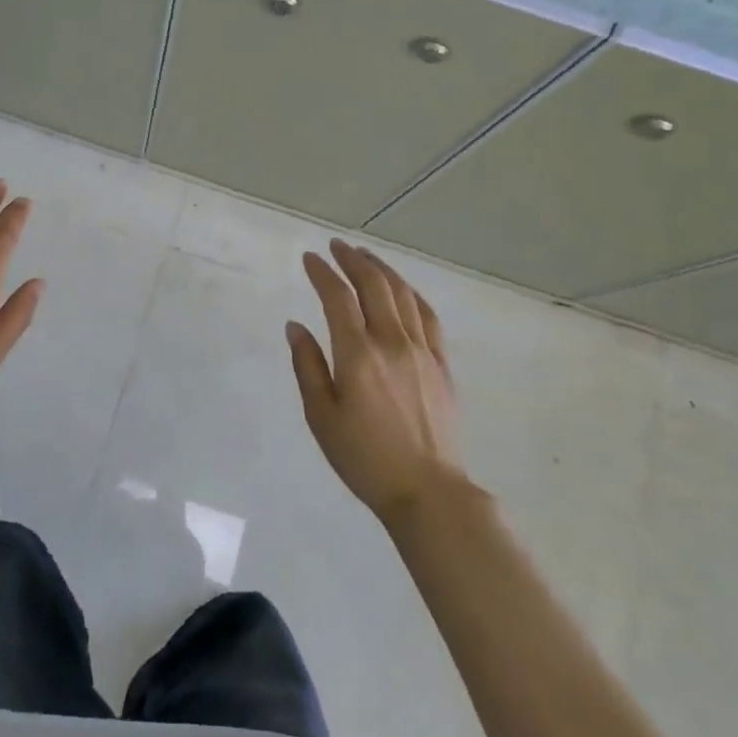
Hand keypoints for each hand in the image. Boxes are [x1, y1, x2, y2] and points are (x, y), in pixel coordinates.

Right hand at [287, 238, 465, 524]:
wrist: (427, 491)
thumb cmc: (364, 458)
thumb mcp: (321, 417)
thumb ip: (307, 366)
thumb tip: (295, 326)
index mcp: (358, 355)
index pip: (338, 298)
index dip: (322, 273)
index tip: (310, 258)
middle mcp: (392, 342)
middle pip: (374, 286)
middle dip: (353, 260)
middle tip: (336, 246)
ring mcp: (422, 350)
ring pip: (403, 294)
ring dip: (382, 269)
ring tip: (365, 256)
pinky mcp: (442, 363)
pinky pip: (428, 315)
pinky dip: (411, 293)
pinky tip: (402, 288)